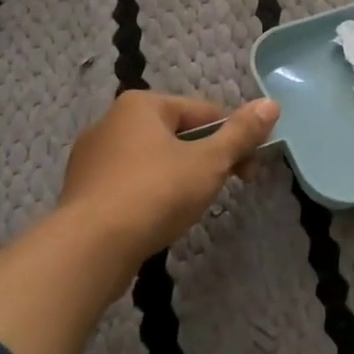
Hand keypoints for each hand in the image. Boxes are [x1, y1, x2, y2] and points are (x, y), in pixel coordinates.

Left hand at [58, 90, 280, 263]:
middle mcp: (111, 122)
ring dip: (180, 178)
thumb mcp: (210, 161)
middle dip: (207, 159)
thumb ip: (241, 133)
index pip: (204, 112)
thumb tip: (271, 104)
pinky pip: (130, 184)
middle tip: (225, 188)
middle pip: (178, 134)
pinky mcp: (83, 192)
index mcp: (142, 105)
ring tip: (191, 208)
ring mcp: (91, 158)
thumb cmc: (156, 193)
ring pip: (154, 160)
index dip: (234, 138)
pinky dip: (151, 195)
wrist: (89, 249)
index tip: (250, 169)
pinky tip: (159, 219)